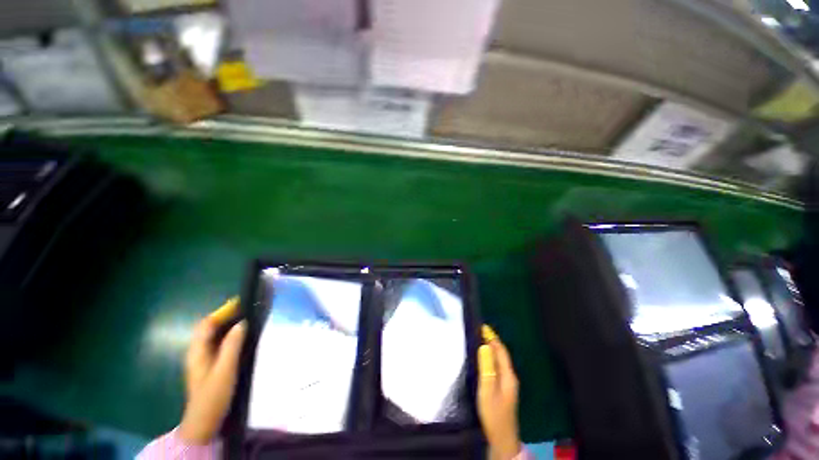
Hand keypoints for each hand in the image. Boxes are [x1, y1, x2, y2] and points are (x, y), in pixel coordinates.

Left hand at [179, 297, 246, 444]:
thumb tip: (242, 323)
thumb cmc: (213, 396)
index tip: (241, 303)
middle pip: (210, 329)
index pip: (206, 324)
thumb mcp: (225, 370)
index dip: (222, 312)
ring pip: (215, 337)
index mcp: (197, 351)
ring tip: (249, 321)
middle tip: (248, 310)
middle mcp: (197, 353)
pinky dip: (229, 337)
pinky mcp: (209, 367)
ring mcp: (202, 361)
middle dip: (227, 317)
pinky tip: (242, 340)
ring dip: (229, 327)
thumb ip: (232, 346)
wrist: (204, 423)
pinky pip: (218, 345)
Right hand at [477, 325, 521, 459]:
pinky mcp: (503, 389)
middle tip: (479, 331)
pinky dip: (490, 358)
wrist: (502, 439)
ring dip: (491, 349)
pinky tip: (483, 359)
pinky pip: (497, 367)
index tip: (482, 327)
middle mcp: (510, 377)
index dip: (492, 338)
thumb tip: (484, 346)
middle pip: (501, 354)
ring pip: (499, 361)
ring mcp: (508, 383)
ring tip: (479, 340)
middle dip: (492, 341)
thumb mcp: (487, 389)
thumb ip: (487, 368)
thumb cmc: (493, 413)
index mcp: (508, 375)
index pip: (501, 351)